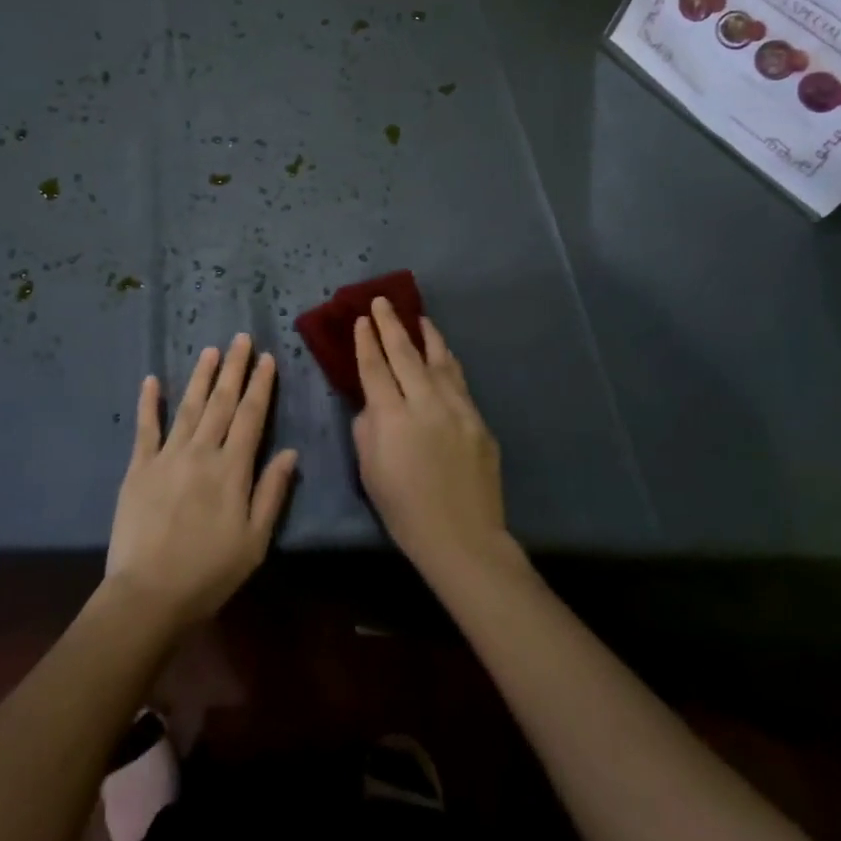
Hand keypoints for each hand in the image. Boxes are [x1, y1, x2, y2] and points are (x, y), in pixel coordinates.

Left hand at [106, 334, 297, 629]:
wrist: (149, 595)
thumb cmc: (209, 572)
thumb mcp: (255, 541)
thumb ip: (272, 493)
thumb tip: (291, 452)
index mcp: (232, 469)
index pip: (251, 416)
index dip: (260, 385)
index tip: (267, 358)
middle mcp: (201, 452)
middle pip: (222, 402)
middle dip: (234, 368)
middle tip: (241, 338)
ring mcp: (167, 456)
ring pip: (189, 406)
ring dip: (201, 377)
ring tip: (211, 350)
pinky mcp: (139, 467)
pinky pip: (145, 428)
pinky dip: (149, 402)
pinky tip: (151, 380)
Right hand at [353, 298, 511, 586]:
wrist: (463, 538)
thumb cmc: (405, 510)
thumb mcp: (370, 471)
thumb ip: (367, 428)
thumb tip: (374, 403)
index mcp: (393, 419)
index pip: (375, 369)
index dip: (367, 342)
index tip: (362, 320)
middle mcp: (425, 404)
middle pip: (405, 354)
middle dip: (391, 325)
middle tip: (381, 302)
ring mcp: (457, 409)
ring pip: (439, 360)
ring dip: (426, 336)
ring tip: (418, 317)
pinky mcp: (478, 420)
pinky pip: (459, 381)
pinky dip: (447, 362)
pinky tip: (443, 354)